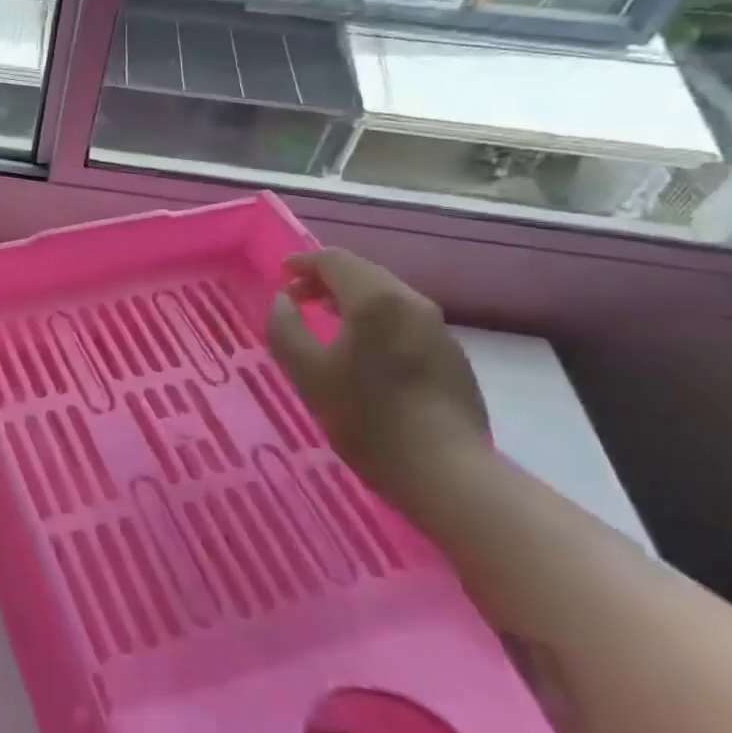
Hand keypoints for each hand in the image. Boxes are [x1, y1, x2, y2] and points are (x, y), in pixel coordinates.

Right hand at [264, 249, 491, 507]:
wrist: (446, 471)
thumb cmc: (367, 418)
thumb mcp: (307, 373)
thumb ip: (285, 328)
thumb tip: (283, 300)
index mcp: (376, 300)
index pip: (335, 261)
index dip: (303, 262)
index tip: (280, 274)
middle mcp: (412, 302)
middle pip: (364, 273)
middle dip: (326, 279)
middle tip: (297, 298)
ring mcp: (438, 328)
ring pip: (387, 297)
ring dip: (352, 299)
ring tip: (325, 319)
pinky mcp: (451, 355)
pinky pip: (404, 320)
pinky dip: (375, 319)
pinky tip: (363, 349)